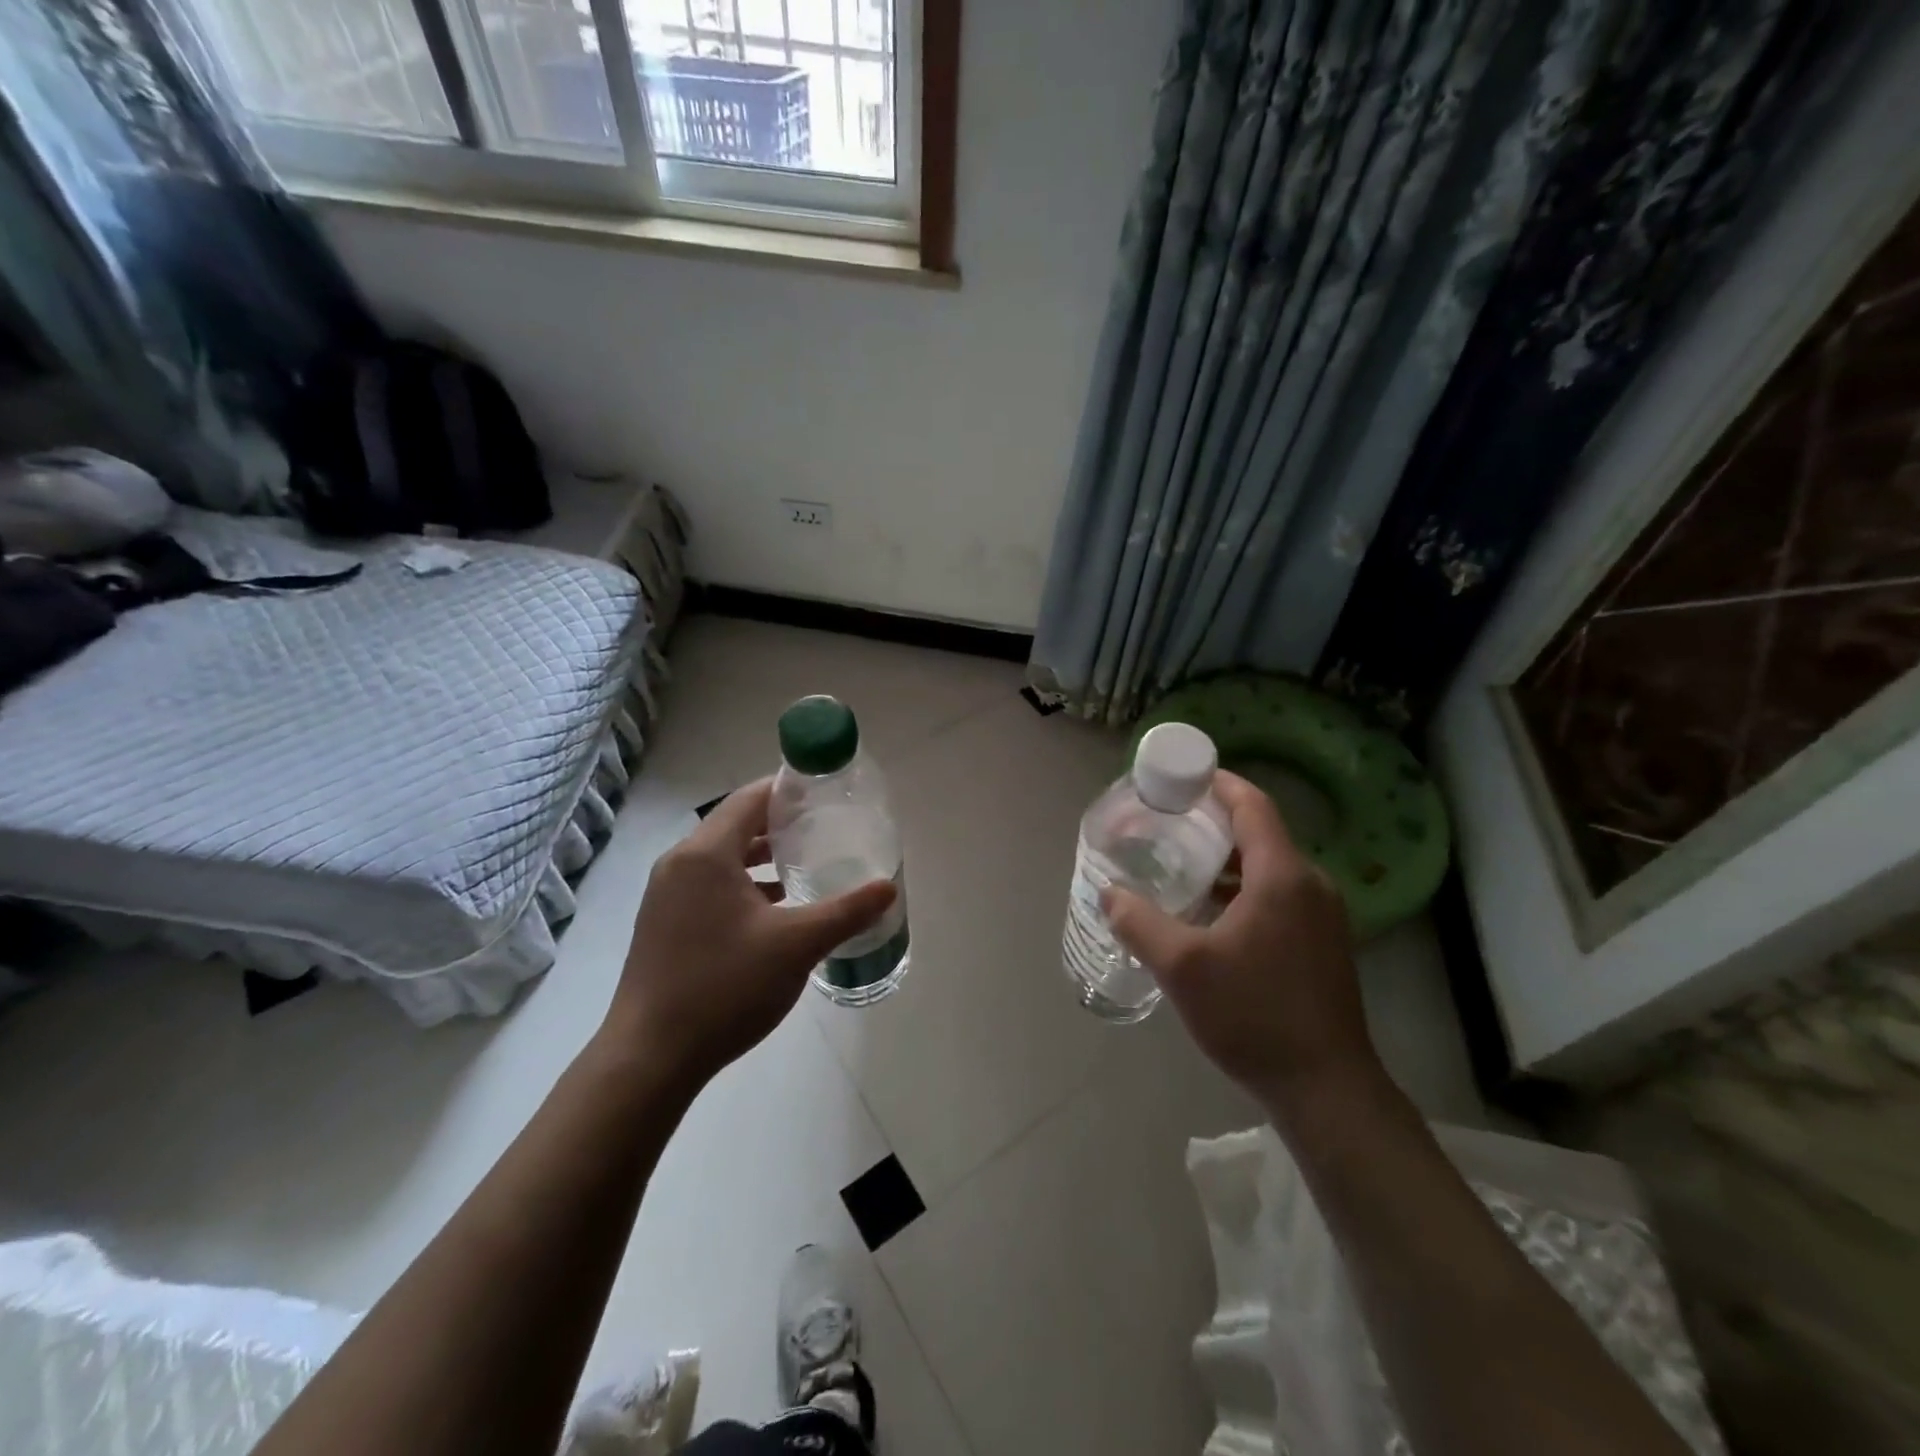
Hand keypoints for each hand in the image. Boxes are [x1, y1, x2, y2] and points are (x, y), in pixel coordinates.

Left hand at [603, 778, 895, 1092]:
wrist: (650, 1058)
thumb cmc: (724, 988)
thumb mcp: (796, 946)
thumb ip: (846, 912)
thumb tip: (888, 888)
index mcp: (705, 854)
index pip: (750, 798)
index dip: (788, 790)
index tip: (826, 793)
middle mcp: (679, 864)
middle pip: (735, 824)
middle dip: (780, 824)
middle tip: (825, 827)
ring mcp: (666, 896)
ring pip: (722, 858)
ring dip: (762, 856)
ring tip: (807, 863)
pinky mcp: (664, 924)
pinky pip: (710, 885)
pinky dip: (744, 884)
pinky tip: (775, 909)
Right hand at [1104, 771, 1380, 1115]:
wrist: (1325, 1088)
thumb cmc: (1253, 1014)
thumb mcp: (1182, 966)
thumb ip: (1138, 922)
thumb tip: (1108, 893)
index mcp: (1282, 876)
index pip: (1253, 806)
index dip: (1219, 783)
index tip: (1183, 777)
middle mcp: (1311, 884)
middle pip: (1260, 834)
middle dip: (1213, 823)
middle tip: (1167, 824)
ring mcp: (1324, 916)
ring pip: (1269, 867)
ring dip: (1227, 860)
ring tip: (1181, 866)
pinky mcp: (1324, 943)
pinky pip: (1280, 895)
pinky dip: (1244, 889)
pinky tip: (1211, 913)